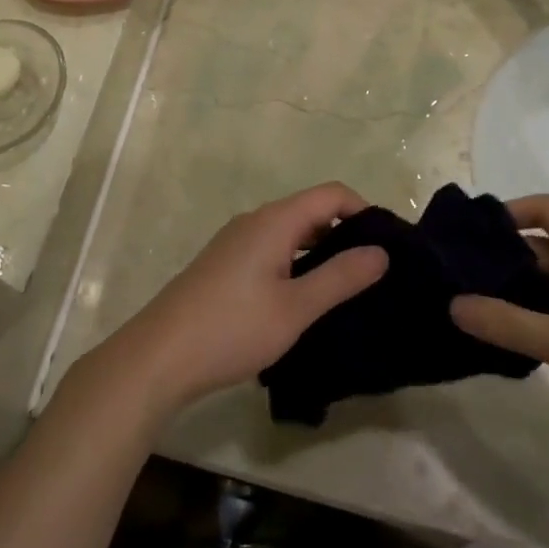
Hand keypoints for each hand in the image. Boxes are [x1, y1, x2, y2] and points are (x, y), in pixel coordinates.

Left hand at [97, 183, 389, 418]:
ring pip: (291, 234)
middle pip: (311, 212)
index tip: (387, 247)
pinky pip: (273, 250)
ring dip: (321, 253)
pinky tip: (306, 301)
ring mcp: (237, 241)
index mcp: (275, 220)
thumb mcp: (295, 307)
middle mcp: (256, 220)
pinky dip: (297, 264)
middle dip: (346, 234)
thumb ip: (340, 277)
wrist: (161, 354)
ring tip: (349, 291)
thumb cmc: (233, 327)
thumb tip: (381, 251)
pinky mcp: (226, 264)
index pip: (331, 194)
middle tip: (376, 274)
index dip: (363, 211)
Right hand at [451, 194, 548, 472]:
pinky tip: (524, 339)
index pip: (544, 208)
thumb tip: (453, 304)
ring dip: (525, 290)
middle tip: (463, 282)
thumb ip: (510, 324)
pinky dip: (547, 312)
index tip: (470, 238)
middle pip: (547, 244)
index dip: (506, 214)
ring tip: (484, 312)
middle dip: (506, 259)